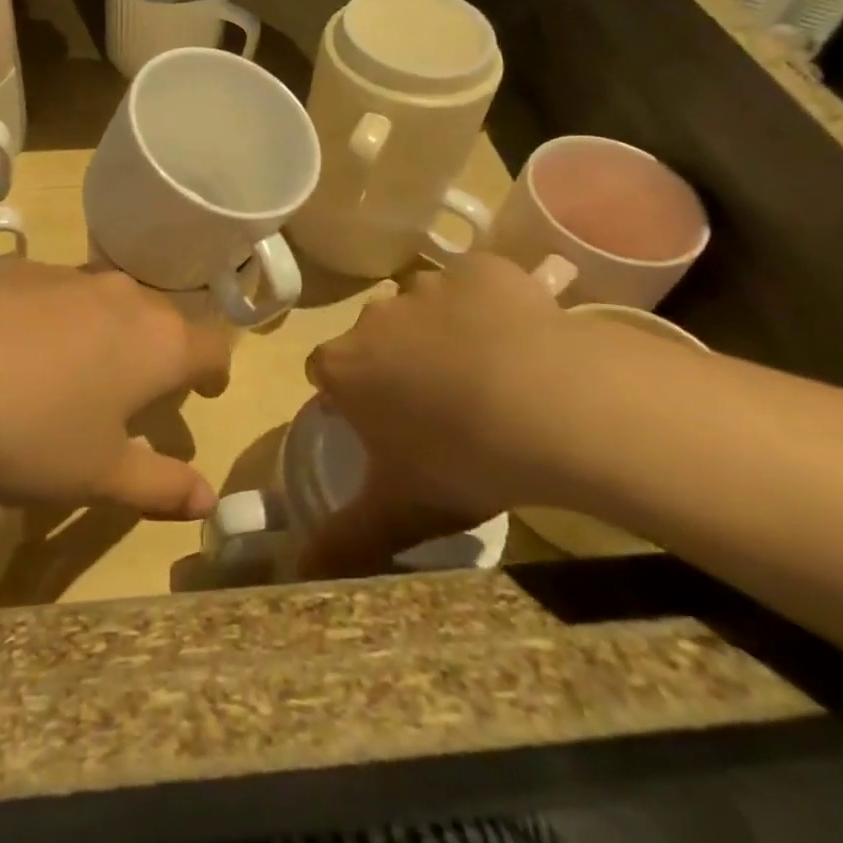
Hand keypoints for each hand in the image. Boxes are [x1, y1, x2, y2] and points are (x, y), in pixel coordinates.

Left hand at [0, 262, 231, 520]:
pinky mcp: (14, 268)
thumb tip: (208, 499)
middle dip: (158, 351)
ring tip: (76, 370)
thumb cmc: (28, 431)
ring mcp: (65, 274)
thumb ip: (160, 486)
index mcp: (156, 343)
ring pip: (104, 301)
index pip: (211, 347)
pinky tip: (12, 351)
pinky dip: (52, 319)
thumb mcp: (96, 476)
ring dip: (104, 332)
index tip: (205, 390)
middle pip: (159, 319)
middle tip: (139, 389)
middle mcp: (120, 296)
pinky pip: (52, 293)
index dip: (214, 371)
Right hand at [298, 254, 574, 575]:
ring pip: (424, 307)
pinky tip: (522, 339)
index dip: (349, 396)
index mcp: (345, 367)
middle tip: (442, 406)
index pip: (325, 372)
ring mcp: (429, 286)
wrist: (550, 401)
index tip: (381, 424)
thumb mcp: (401, 512)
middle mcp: (375, 316)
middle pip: (375, 337)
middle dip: (396, 362)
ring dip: (442, 331)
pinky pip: (476, 283)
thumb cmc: (462, 459)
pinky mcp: (481, 268)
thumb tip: (292, 573)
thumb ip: (343, 542)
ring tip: (490, 374)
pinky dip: (490, 304)